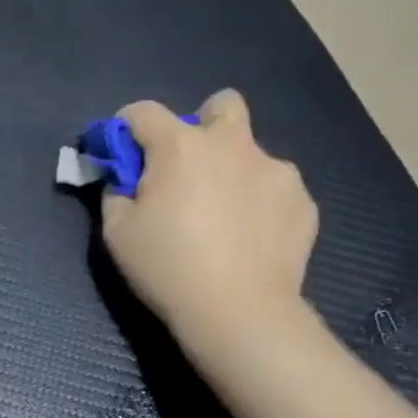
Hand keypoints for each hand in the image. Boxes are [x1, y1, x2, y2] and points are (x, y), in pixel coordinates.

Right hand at [101, 90, 318, 364]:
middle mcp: (232, 144)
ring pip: (251, 151)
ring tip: (225, 217)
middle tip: (189, 168)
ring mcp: (275, 169)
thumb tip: (124, 181)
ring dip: (233, 170)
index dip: (126, 126)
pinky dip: (260, 202)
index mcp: (180, 146)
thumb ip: (115, 194)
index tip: (122, 150)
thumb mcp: (117, 234)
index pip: (144, 112)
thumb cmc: (168, 269)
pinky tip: (252, 238)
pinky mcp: (302, 200)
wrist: (239, 312)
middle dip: (202, 123)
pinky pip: (275, 187)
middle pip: (220, 104)